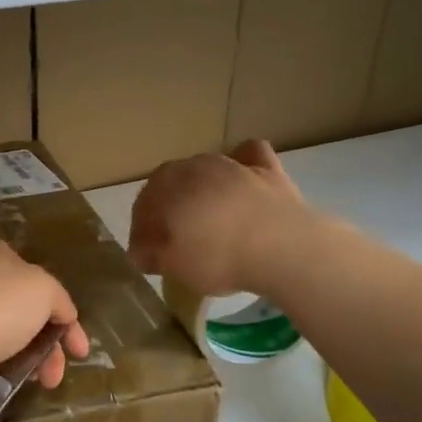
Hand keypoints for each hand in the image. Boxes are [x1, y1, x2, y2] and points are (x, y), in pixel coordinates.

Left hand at [0, 237, 89, 409]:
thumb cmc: (0, 305)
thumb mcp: (46, 290)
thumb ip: (61, 300)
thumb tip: (64, 316)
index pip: (39, 279)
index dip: (64, 312)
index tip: (78, 346)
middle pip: (27, 308)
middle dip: (52, 342)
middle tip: (63, 368)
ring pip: (11, 332)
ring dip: (36, 357)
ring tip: (46, 382)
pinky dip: (9, 363)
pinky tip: (20, 379)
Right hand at [129, 139, 308, 297]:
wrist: (281, 247)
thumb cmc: (218, 257)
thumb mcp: (175, 266)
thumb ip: (152, 255)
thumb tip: (140, 251)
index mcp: (165, 187)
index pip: (143, 206)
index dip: (141, 231)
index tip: (148, 254)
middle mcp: (193, 166)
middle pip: (171, 183)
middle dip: (168, 206)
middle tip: (175, 237)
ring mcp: (231, 163)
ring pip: (206, 168)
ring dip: (201, 189)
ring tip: (208, 217)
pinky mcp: (266, 168)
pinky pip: (248, 156)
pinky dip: (242, 163)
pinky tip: (243, 178)